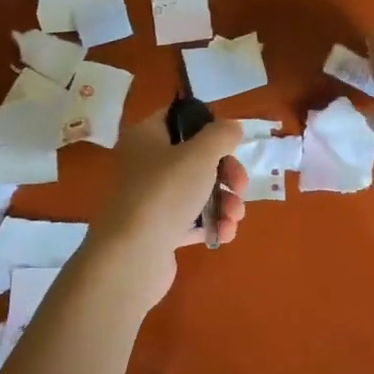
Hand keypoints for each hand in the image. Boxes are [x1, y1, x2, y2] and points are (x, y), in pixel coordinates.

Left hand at [92, 106, 246, 305]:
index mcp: (146, 137)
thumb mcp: (200, 154)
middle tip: (240, 186)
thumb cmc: (165, 192)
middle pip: (195, 159)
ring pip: (198, 192)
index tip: (230, 141)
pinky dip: (212, 225)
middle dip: (226, 173)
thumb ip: (221, 135)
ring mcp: (151, 200)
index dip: (207, 125)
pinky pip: (192, 222)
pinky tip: (224, 234)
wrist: (132, 255)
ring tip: (234, 217)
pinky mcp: (159, 231)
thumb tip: (231, 128)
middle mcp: (144, 165)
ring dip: (225, 202)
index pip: (178, 118)